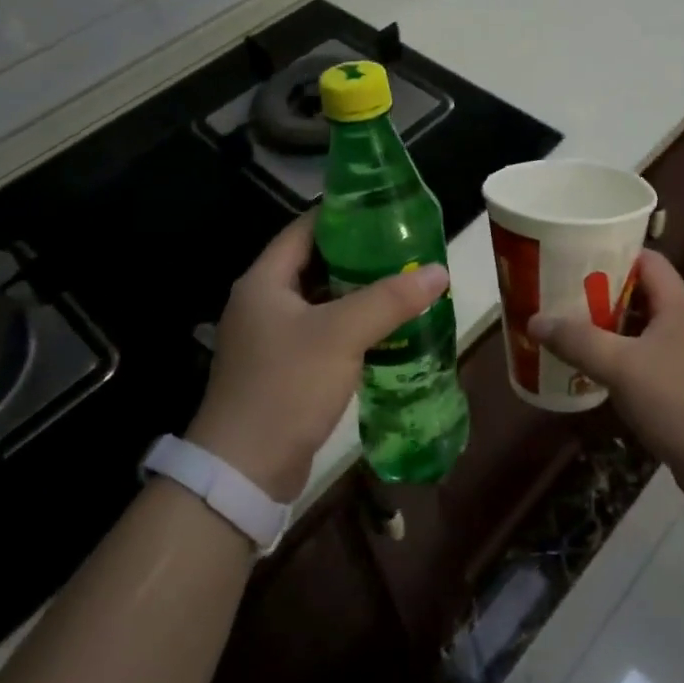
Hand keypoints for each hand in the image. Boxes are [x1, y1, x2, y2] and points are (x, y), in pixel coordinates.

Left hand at [188, 214, 448, 501]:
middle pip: (315, 264)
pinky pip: (321, 334)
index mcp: (264, 281)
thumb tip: (438, 270)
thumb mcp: (342, 334)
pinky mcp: (281, 369)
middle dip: (359, 256)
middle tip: (404, 249)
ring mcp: (269, 339)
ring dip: (357, 294)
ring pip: (321, 301)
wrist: (244, 471)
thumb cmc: (287, 385)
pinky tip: (385, 330)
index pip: (305, 229)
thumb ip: (391, 299)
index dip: (343, 215)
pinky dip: (351, 326)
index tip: (385, 211)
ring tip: (403, 284)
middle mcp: (262, 303)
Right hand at [528, 249, 683, 507]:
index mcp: (676, 306)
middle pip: (638, 293)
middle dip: (599, 292)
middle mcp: (682, 325)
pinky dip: (615, 360)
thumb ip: (578, 341)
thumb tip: (534, 320)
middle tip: (558, 292)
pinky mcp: (680, 389)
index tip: (574, 254)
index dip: (613, 251)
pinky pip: (641, 362)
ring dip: (605, 328)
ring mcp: (683, 358)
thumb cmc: (680, 402)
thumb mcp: (622, 366)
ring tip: (565, 328)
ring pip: (638, 330)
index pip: (647, 260)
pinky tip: (588, 371)